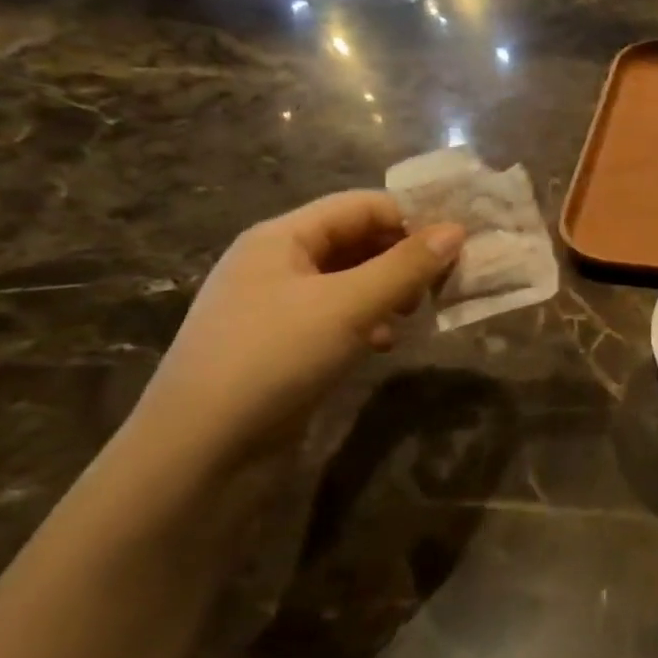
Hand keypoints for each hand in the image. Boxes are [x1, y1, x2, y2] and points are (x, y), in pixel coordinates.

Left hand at [128, 192, 462, 467]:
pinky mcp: (281, 346)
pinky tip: (383, 345)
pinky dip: (366, 323)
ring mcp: (275, 307)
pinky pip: (335, 318)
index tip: (457, 245)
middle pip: (354, 240)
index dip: (410, 218)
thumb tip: (457, 230)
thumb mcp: (349, 305)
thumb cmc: (275, 358)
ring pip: (348, 282)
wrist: (201, 451)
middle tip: (443, 283)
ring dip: (387, 291)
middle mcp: (275, 263)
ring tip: (416, 314)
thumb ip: (406, 267)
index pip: (359, 206)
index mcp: (281, 237)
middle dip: (402, 257)